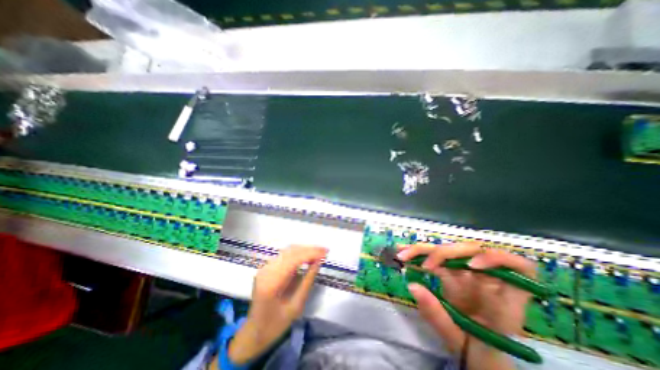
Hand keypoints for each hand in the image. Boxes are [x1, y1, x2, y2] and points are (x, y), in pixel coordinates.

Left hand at [228, 246, 328, 363]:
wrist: (254, 332)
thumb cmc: (276, 324)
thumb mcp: (296, 306)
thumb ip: (308, 281)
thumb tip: (318, 262)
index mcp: (271, 283)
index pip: (293, 259)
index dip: (311, 253)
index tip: (325, 252)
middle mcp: (266, 270)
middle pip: (291, 251)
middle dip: (309, 249)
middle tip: (324, 251)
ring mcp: (265, 267)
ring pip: (288, 251)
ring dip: (304, 250)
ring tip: (318, 253)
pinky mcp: (267, 267)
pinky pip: (285, 255)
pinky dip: (298, 253)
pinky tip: (307, 257)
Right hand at [397, 243, 535, 369]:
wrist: (474, 352)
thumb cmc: (477, 350)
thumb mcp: (460, 340)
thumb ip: (437, 315)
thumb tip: (412, 285)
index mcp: (503, 298)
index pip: (518, 267)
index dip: (498, 259)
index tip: (472, 266)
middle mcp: (486, 279)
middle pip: (470, 251)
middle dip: (444, 253)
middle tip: (423, 263)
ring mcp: (466, 274)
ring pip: (448, 251)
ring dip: (425, 250)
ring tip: (403, 253)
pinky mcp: (451, 273)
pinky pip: (436, 258)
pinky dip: (419, 254)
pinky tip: (403, 252)